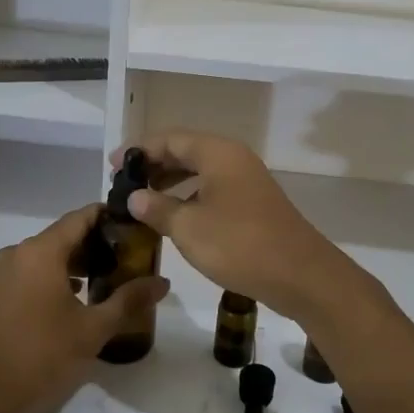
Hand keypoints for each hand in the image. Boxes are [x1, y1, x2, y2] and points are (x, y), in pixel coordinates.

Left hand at [0, 204, 167, 412]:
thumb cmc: (38, 358)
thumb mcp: (91, 331)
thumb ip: (129, 301)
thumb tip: (163, 282)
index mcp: (40, 251)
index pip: (81, 217)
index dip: (110, 217)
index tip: (137, 226)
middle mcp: (18, 253)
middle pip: (65, 235)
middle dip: (98, 244)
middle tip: (131, 259)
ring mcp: (2, 274)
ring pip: (48, 256)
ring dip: (78, 264)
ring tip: (110, 281)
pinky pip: (32, 273)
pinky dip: (56, 278)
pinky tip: (77, 302)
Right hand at [115, 131, 362, 317]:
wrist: (300, 274)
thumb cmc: (239, 244)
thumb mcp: (189, 228)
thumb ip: (158, 208)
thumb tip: (134, 197)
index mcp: (217, 153)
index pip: (170, 139)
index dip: (139, 150)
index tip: (113, 165)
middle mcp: (233, 158)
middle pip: (186, 150)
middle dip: (154, 164)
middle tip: (124, 183)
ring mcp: (246, 180)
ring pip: (200, 170)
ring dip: (171, 181)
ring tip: (143, 200)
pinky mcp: (253, 203)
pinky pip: (213, 188)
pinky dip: (190, 195)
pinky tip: (176, 216)